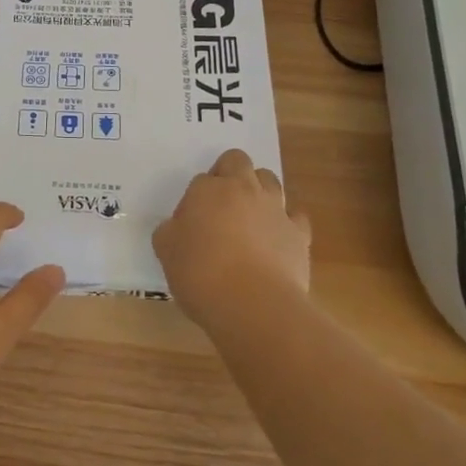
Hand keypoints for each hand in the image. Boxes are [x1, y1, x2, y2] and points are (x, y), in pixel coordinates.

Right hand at [153, 148, 310, 322]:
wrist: (254, 304)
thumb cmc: (201, 273)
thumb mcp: (166, 252)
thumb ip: (170, 232)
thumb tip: (177, 229)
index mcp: (207, 189)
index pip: (201, 180)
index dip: (196, 200)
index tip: (192, 225)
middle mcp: (243, 189)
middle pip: (238, 161)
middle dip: (230, 173)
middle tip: (221, 205)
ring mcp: (275, 208)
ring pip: (270, 180)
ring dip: (260, 192)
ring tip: (251, 219)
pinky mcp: (299, 233)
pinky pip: (295, 216)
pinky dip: (286, 222)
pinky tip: (277, 240)